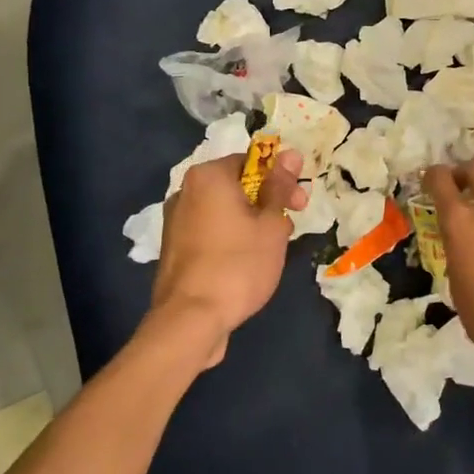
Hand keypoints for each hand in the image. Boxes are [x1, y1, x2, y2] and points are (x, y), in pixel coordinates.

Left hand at [150, 147, 307, 368]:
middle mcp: (185, 192)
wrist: (191, 319)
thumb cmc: (238, 264)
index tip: (299, 204)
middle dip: (267, 203)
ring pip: (224, 211)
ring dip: (251, 222)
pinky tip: (246, 264)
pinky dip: (231, 239)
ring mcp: (175, 222)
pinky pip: (210, 232)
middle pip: (236, 186)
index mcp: (208, 176)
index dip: (281, 179)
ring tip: (270, 251)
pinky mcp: (174, 249)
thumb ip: (280, 187)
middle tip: (289, 228)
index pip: (252, 162)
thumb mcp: (270, 224)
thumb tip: (290, 154)